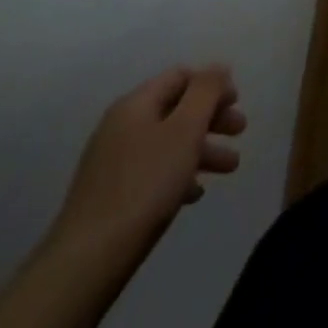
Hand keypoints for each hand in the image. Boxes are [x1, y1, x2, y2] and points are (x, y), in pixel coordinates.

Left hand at [49, 65, 245, 262]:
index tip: (238, 103)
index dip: (213, 84)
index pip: (181, 76)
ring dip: (201, 149)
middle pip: (176, 109)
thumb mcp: (185, 130)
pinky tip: (194, 194)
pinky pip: (153, 171)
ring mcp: (112, 161)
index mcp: (136, 104)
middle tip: (240, 132)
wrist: (87, 260)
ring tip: (230, 169)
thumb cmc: (145, 185)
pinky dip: (178, 173)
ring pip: (167, 142)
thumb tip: (218, 67)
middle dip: (212, 118)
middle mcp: (121, 125)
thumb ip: (206, 91)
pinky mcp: (109, 194)